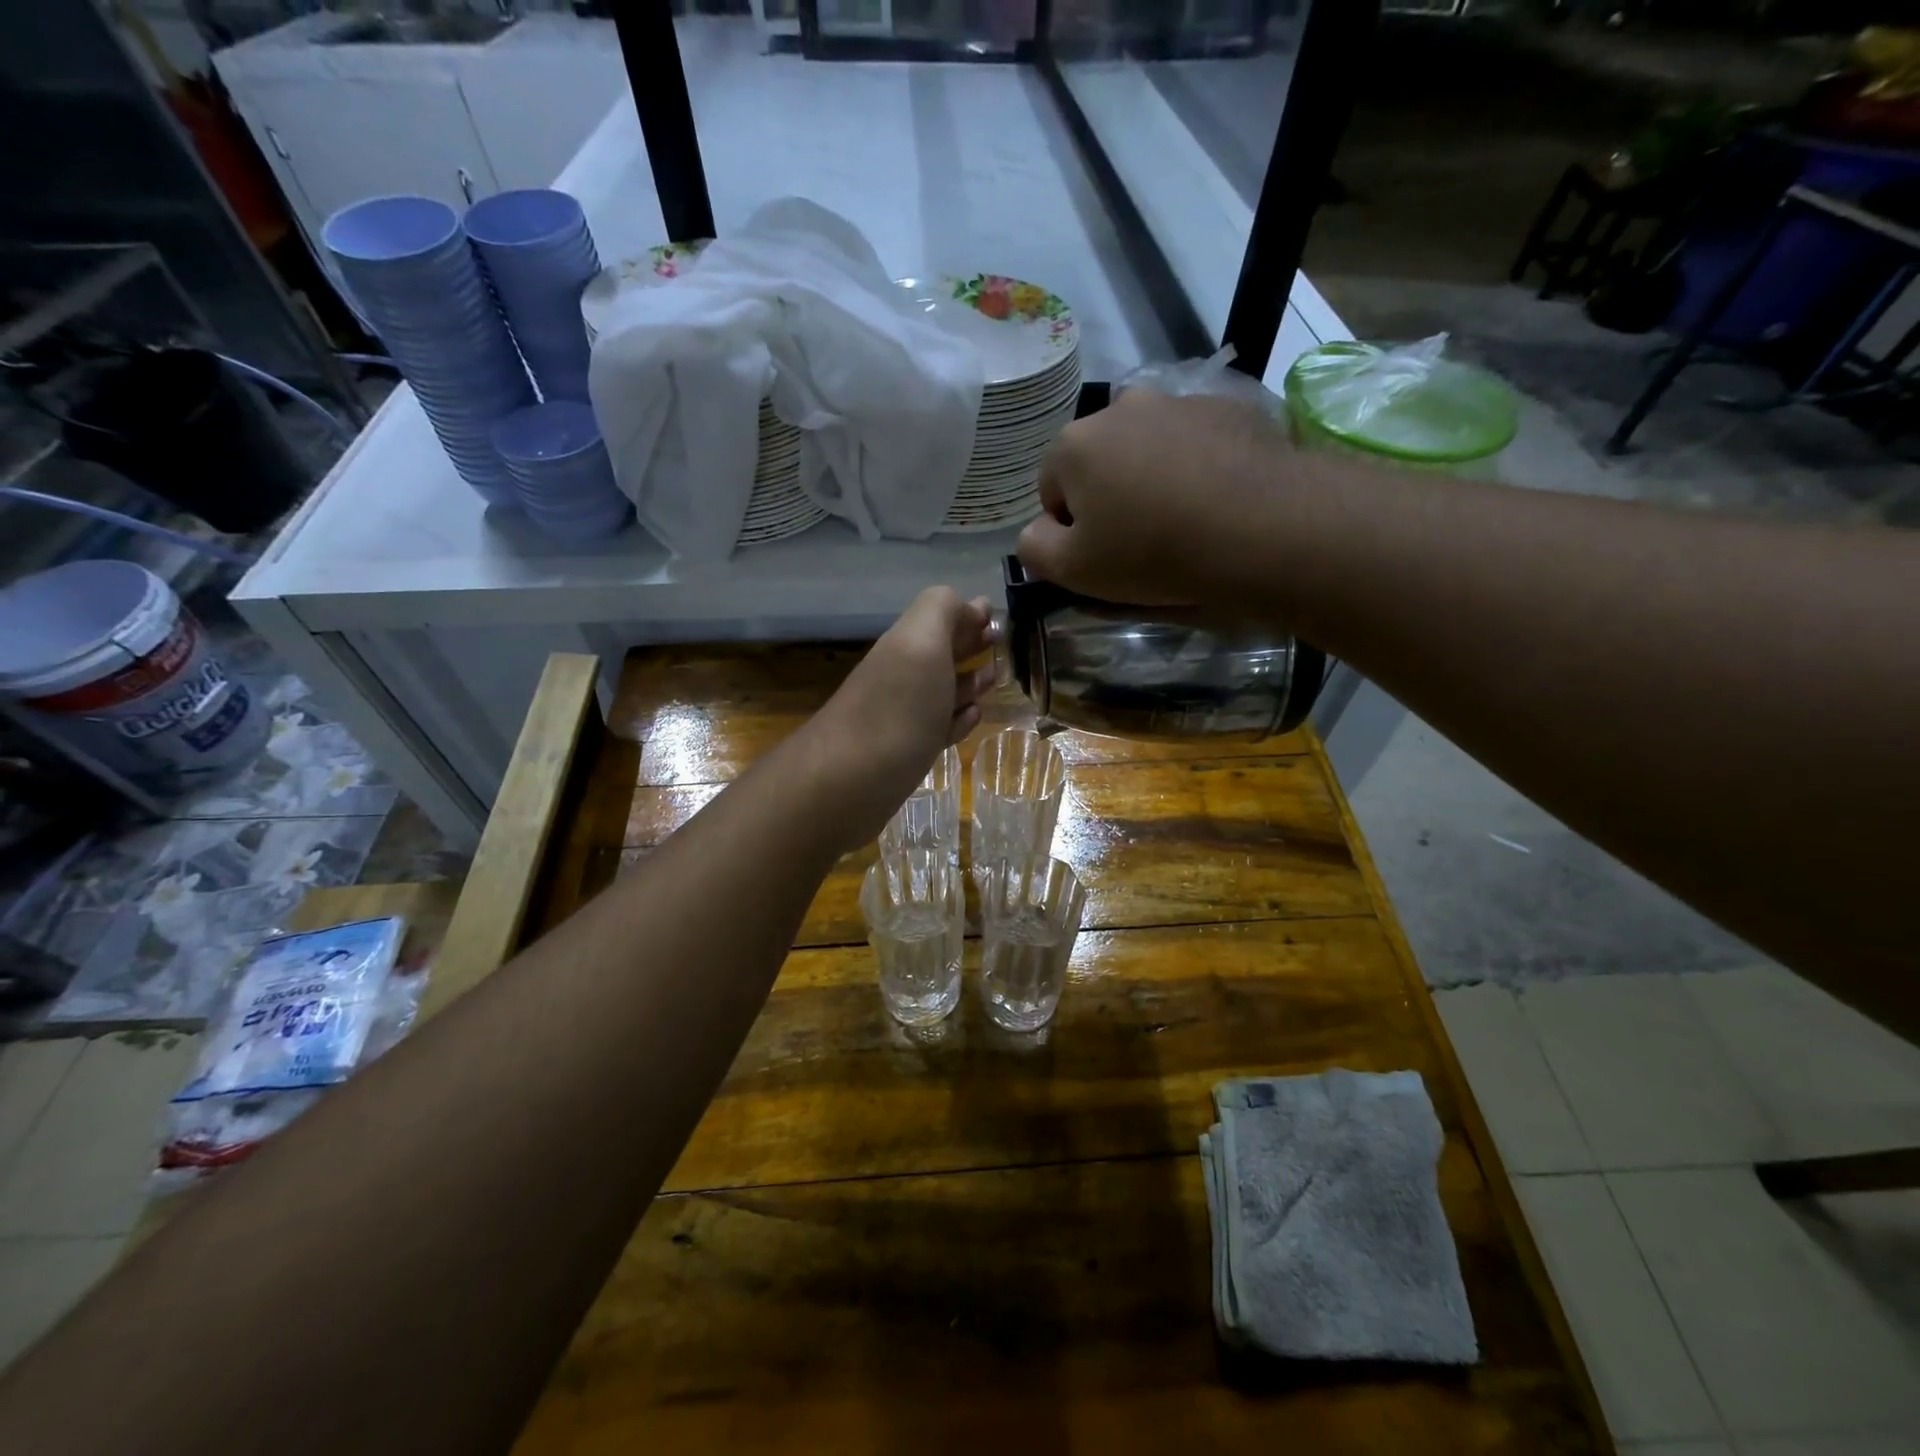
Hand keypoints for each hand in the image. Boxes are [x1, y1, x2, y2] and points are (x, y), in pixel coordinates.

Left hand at [800, 587, 995, 848]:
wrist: (849, 781)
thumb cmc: (897, 708)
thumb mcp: (921, 642)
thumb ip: (942, 610)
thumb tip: (967, 603)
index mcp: (906, 644)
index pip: (939, 617)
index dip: (968, 614)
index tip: (999, 618)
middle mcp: (901, 675)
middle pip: (939, 652)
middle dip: (970, 644)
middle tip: (1003, 646)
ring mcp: (901, 717)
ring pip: (940, 690)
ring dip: (968, 681)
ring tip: (995, 678)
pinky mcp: (905, 754)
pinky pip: (937, 728)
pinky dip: (958, 718)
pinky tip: (973, 716)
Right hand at [1017, 388, 1290, 606]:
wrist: (1263, 529)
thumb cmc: (1153, 553)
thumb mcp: (1073, 572)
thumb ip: (1034, 549)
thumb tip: (1038, 532)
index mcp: (1075, 444)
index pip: (1050, 488)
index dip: (1070, 527)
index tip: (1101, 555)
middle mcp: (1122, 407)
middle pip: (1100, 461)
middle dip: (1110, 496)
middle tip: (1140, 540)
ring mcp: (1180, 402)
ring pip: (1149, 448)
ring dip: (1153, 478)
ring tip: (1184, 521)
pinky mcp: (1231, 409)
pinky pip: (1197, 443)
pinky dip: (1198, 467)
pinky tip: (1217, 502)